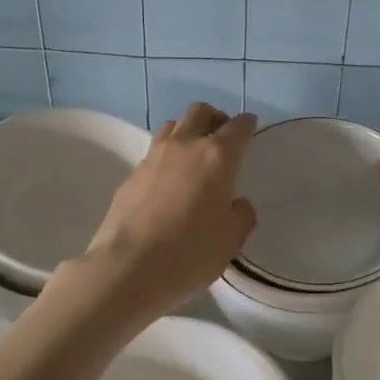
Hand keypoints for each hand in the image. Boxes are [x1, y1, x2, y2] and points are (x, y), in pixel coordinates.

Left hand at [85, 104, 258, 315]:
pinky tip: (169, 180)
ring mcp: (153, 157)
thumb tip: (237, 203)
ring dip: (187, 131)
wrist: (129, 267)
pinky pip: (154, 152)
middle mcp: (185, 146)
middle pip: (200, 112)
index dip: (247, 124)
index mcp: (217, 157)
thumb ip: (241, 215)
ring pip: (173, 126)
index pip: (237, 127)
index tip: (250, 127)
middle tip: (222, 136)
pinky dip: (167, 156)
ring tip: (194, 153)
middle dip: (215, 118)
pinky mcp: (131, 174)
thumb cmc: (190, 253)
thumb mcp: (231, 240)